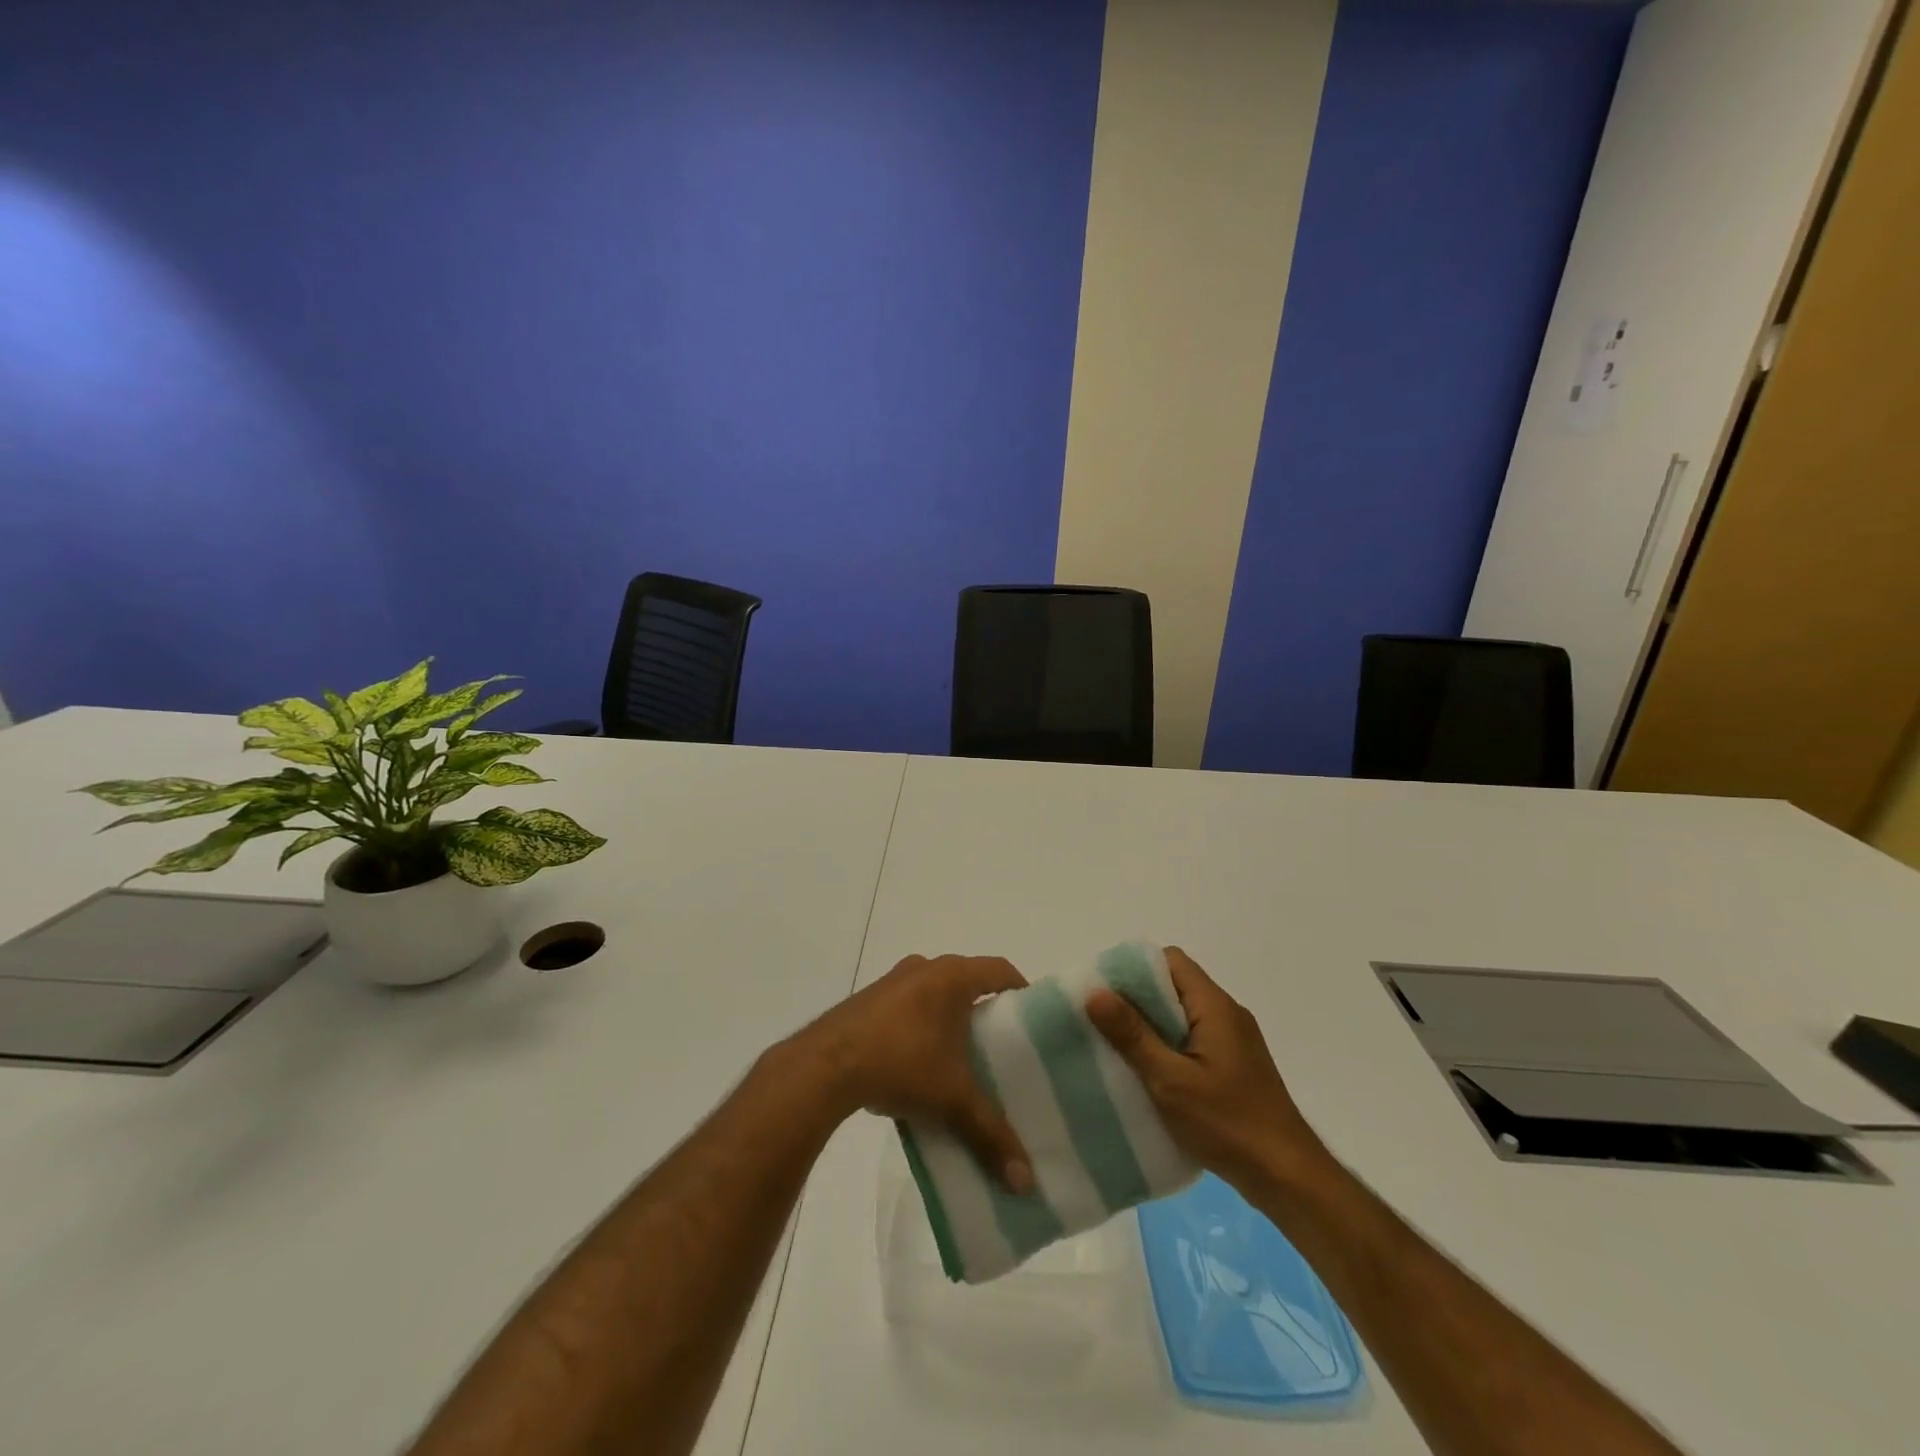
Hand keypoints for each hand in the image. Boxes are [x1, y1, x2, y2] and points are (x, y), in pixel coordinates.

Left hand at [791, 954, 1035, 1193]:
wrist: (824, 1066)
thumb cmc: (901, 1063)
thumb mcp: (953, 1100)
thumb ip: (991, 1135)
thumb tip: (1026, 1182)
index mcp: (952, 976)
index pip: (1001, 970)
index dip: (1022, 991)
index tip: (1034, 1021)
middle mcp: (924, 967)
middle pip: (967, 981)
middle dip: (985, 1010)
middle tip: (1002, 1047)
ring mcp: (892, 981)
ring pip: (934, 994)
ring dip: (949, 1018)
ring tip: (962, 1060)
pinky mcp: (868, 1000)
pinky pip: (907, 1006)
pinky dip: (920, 1026)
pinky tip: (920, 1064)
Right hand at [1085, 948, 1328, 1192]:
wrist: (1288, 1178)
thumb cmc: (1228, 1124)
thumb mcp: (1170, 1080)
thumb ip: (1132, 1035)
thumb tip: (1095, 991)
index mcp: (1215, 1006)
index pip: (1171, 960)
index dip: (1135, 969)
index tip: (1104, 991)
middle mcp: (1227, 1014)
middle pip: (1174, 986)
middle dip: (1136, 1000)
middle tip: (1101, 1022)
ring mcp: (1233, 1041)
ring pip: (1182, 1015)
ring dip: (1150, 1026)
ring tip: (1117, 1048)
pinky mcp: (1234, 1066)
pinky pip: (1192, 1039)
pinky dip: (1167, 1047)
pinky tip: (1148, 1074)